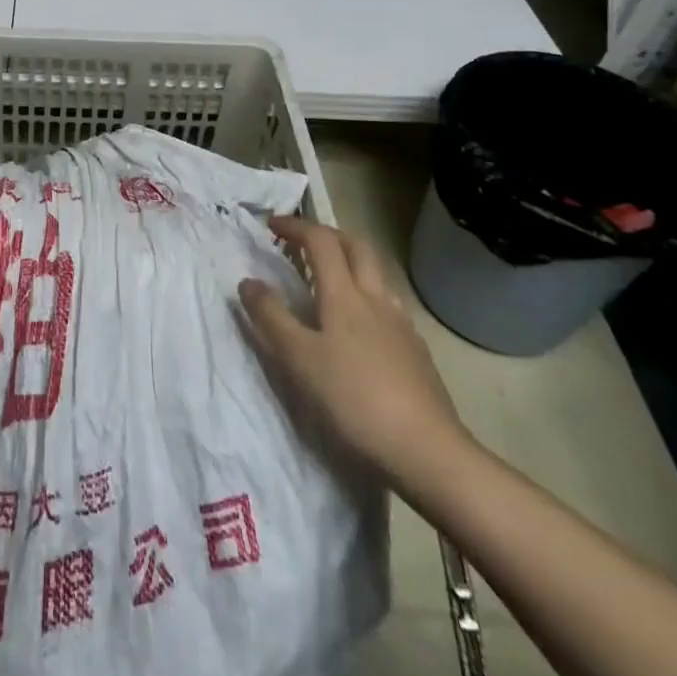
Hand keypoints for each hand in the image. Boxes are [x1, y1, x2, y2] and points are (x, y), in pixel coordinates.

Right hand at [240, 215, 467, 482]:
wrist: (427, 450)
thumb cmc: (354, 399)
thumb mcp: (298, 359)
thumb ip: (271, 317)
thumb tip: (248, 281)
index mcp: (345, 294)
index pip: (320, 241)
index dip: (295, 226)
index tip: (271, 225)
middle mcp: (376, 298)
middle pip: (356, 246)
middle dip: (328, 235)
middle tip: (303, 243)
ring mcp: (401, 324)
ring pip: (376, 274)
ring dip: (350, 262)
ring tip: (329, 280)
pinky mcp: (416, 351)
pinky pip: (388, 304)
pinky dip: (367, 295)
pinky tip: (359, 325)